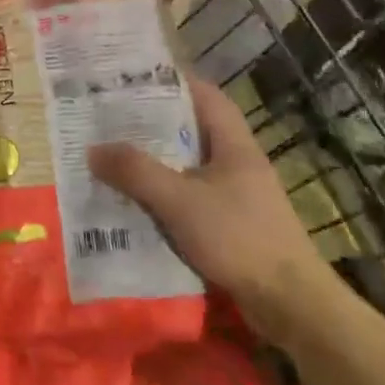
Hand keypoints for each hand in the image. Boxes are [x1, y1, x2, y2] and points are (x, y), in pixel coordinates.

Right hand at [88, 78, 341, 349]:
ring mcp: (238, 196)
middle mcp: (238, 164)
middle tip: (111, 119)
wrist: (291, 305)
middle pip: (193, 130)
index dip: (172, 82)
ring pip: (190, 167)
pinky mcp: (233, 226)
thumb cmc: (239, 239)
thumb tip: (93, 149)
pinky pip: (192, 198)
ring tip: (115, 158)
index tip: (133, 79)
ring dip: (157, 163)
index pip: (205, 96)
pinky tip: (137, 204)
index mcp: (234, 145)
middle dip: (153, 124)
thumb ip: (136, 172)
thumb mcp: (179, 201)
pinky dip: (165, 196)